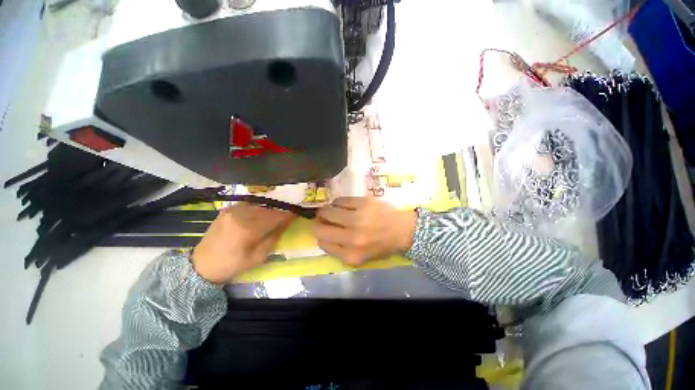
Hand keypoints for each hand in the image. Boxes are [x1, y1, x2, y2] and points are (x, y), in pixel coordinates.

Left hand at [191, 203, 294, 282]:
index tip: (296, 214)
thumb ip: (273, 238)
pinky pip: (248, 205)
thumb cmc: (233, 265)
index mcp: (248, 229)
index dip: (287, 215)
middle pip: (268, 209)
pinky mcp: (227, 209)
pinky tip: (259, 215)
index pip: (275, 217)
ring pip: (259, 206)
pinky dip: (257, 208)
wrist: (202, 265)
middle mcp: (240, 215)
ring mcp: (232, 210)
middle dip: (279, 213)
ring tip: (274, 217)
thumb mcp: (258, 257)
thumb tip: (285, 223)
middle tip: (286, 217)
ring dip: (269, 210)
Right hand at [312, 197, 416, 265]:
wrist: (403, 230)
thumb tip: (321, 236)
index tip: (321, 230)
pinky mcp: (364, 203)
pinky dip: (338, 202)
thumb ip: (339, 250)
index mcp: (351, 255)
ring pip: (328, 211)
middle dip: (318, 222)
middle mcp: (353, 238)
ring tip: (334, 211)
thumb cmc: (381, 245)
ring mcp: (358, 218)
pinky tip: (343, 205)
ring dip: (327, 211)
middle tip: (323, 218)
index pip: (322, 243)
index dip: (319, 235)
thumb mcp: (359, 257)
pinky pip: (340, 200)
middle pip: (320, 227)